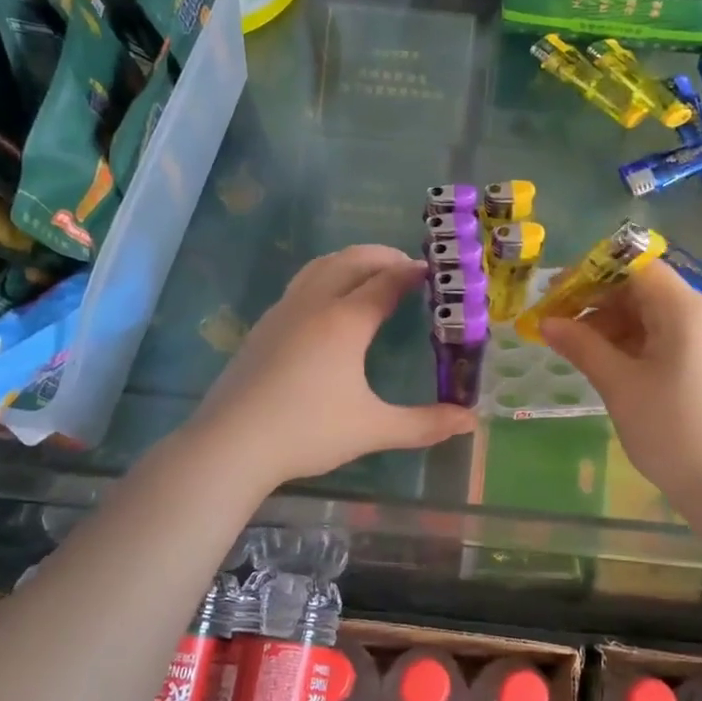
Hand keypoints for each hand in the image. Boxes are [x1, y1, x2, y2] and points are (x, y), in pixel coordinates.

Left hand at [192, 245, 476, 486]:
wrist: (231, 443)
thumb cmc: (307, 432)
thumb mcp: (373, 429)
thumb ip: (425, 424)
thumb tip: (470, 421)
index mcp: (345, 320)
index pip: (388, 280)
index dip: (415, 272)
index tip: (438, 273)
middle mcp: (315, 303)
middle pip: (354, 259)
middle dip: (385, 257)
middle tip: (411, 271)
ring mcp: (284, 311)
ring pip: (322, 265)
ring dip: (353, 261)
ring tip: (374, 277)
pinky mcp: (264, 325)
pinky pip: (302, 282)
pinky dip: (328, 276)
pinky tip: (330, 306)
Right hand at [541, 262, 701, 505]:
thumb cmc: (672, 429)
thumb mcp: (619, 384)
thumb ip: (582, 346)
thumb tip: (546, 321)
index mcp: (683, 309)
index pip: (634, 268)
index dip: (592, 274)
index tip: (555, 295)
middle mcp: (699, 315)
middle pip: (642, 289)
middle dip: (597, 301)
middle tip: (556, 323)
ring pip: (650, 315)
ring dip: (611, 324)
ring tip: (574, 348)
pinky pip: (663, 338)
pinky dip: (631, 343)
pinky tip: (605, 363)